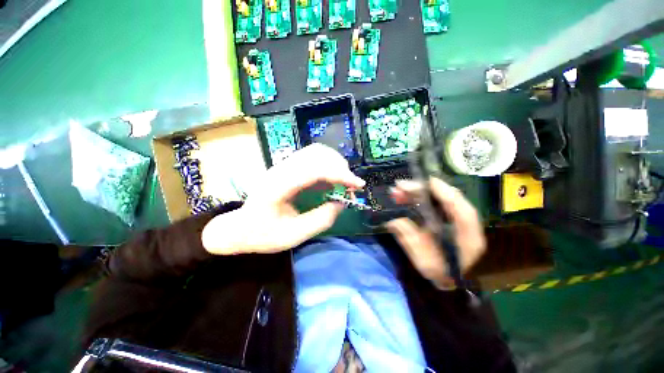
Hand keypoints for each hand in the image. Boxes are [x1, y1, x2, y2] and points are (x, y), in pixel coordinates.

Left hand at [202, 144, 364, 254]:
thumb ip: (320, 220)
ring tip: (343, 182)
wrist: (239, 228)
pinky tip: (331, 181)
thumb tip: (342, 203)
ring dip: (335, 163)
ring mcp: (283, 166)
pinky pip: (312, 159)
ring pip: (315, 152)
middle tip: (351, 186)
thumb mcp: (292, 236)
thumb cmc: (262, 235)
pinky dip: (327, 166)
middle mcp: (281, 169)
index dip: (340, 174)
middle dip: (340, 167)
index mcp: (279, 185)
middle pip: (317, 154)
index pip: (315, 169)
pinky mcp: (288, 168)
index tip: (358, 185)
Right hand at [386, 178, 485, 289]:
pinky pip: (433, 203)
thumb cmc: (437, 273)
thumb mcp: (421, 260)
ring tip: (396, 192)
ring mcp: (456, 219)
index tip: (424, 181)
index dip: (444, 191)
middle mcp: (466, 224)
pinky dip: (417, 199)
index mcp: (468, 237)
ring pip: (438, 199)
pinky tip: (403, 198)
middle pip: (447, 198)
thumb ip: (408, 238)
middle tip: (399, 186)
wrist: (447, 280)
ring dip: (417, 193)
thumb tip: (392, 220)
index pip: (461, 208)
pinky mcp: (447, 217)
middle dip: (422, 190)